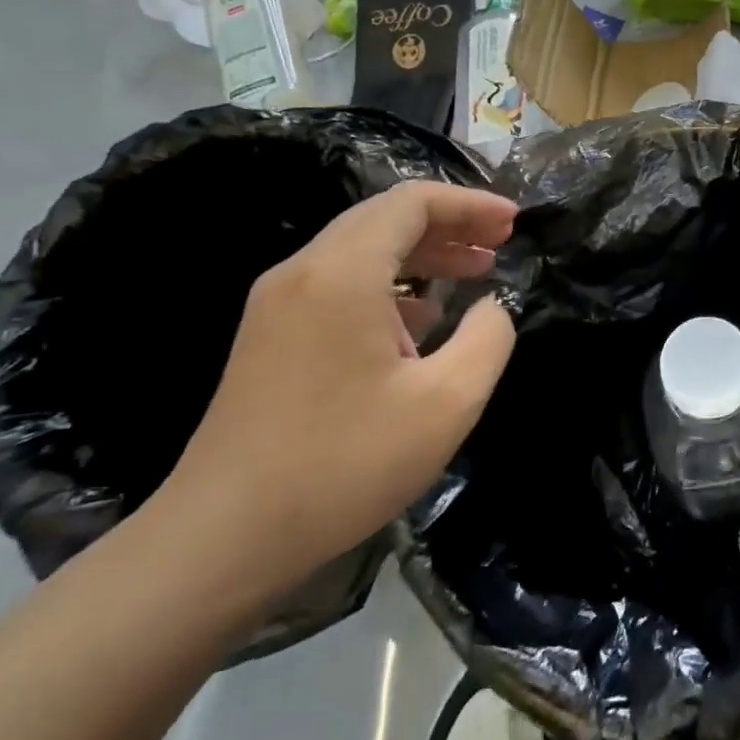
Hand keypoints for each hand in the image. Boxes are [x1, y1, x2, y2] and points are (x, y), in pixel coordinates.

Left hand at [154, 181, 517, 599]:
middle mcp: (303, 272)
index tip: (514, 221)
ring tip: (473, 272)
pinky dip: (390, 285)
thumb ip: (488, 338)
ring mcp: (277, 304)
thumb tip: (492, 306)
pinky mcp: (269, 337)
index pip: (412, 202)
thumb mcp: (447, 403)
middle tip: (500, 242)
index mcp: (343, 273)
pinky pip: (339, 285)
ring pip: (360, 251)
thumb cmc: (345, 464)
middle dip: (449, 224)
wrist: (224, 536)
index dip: (469, 203)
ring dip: (421, 254)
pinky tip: (421, 320)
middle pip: (384, 219)